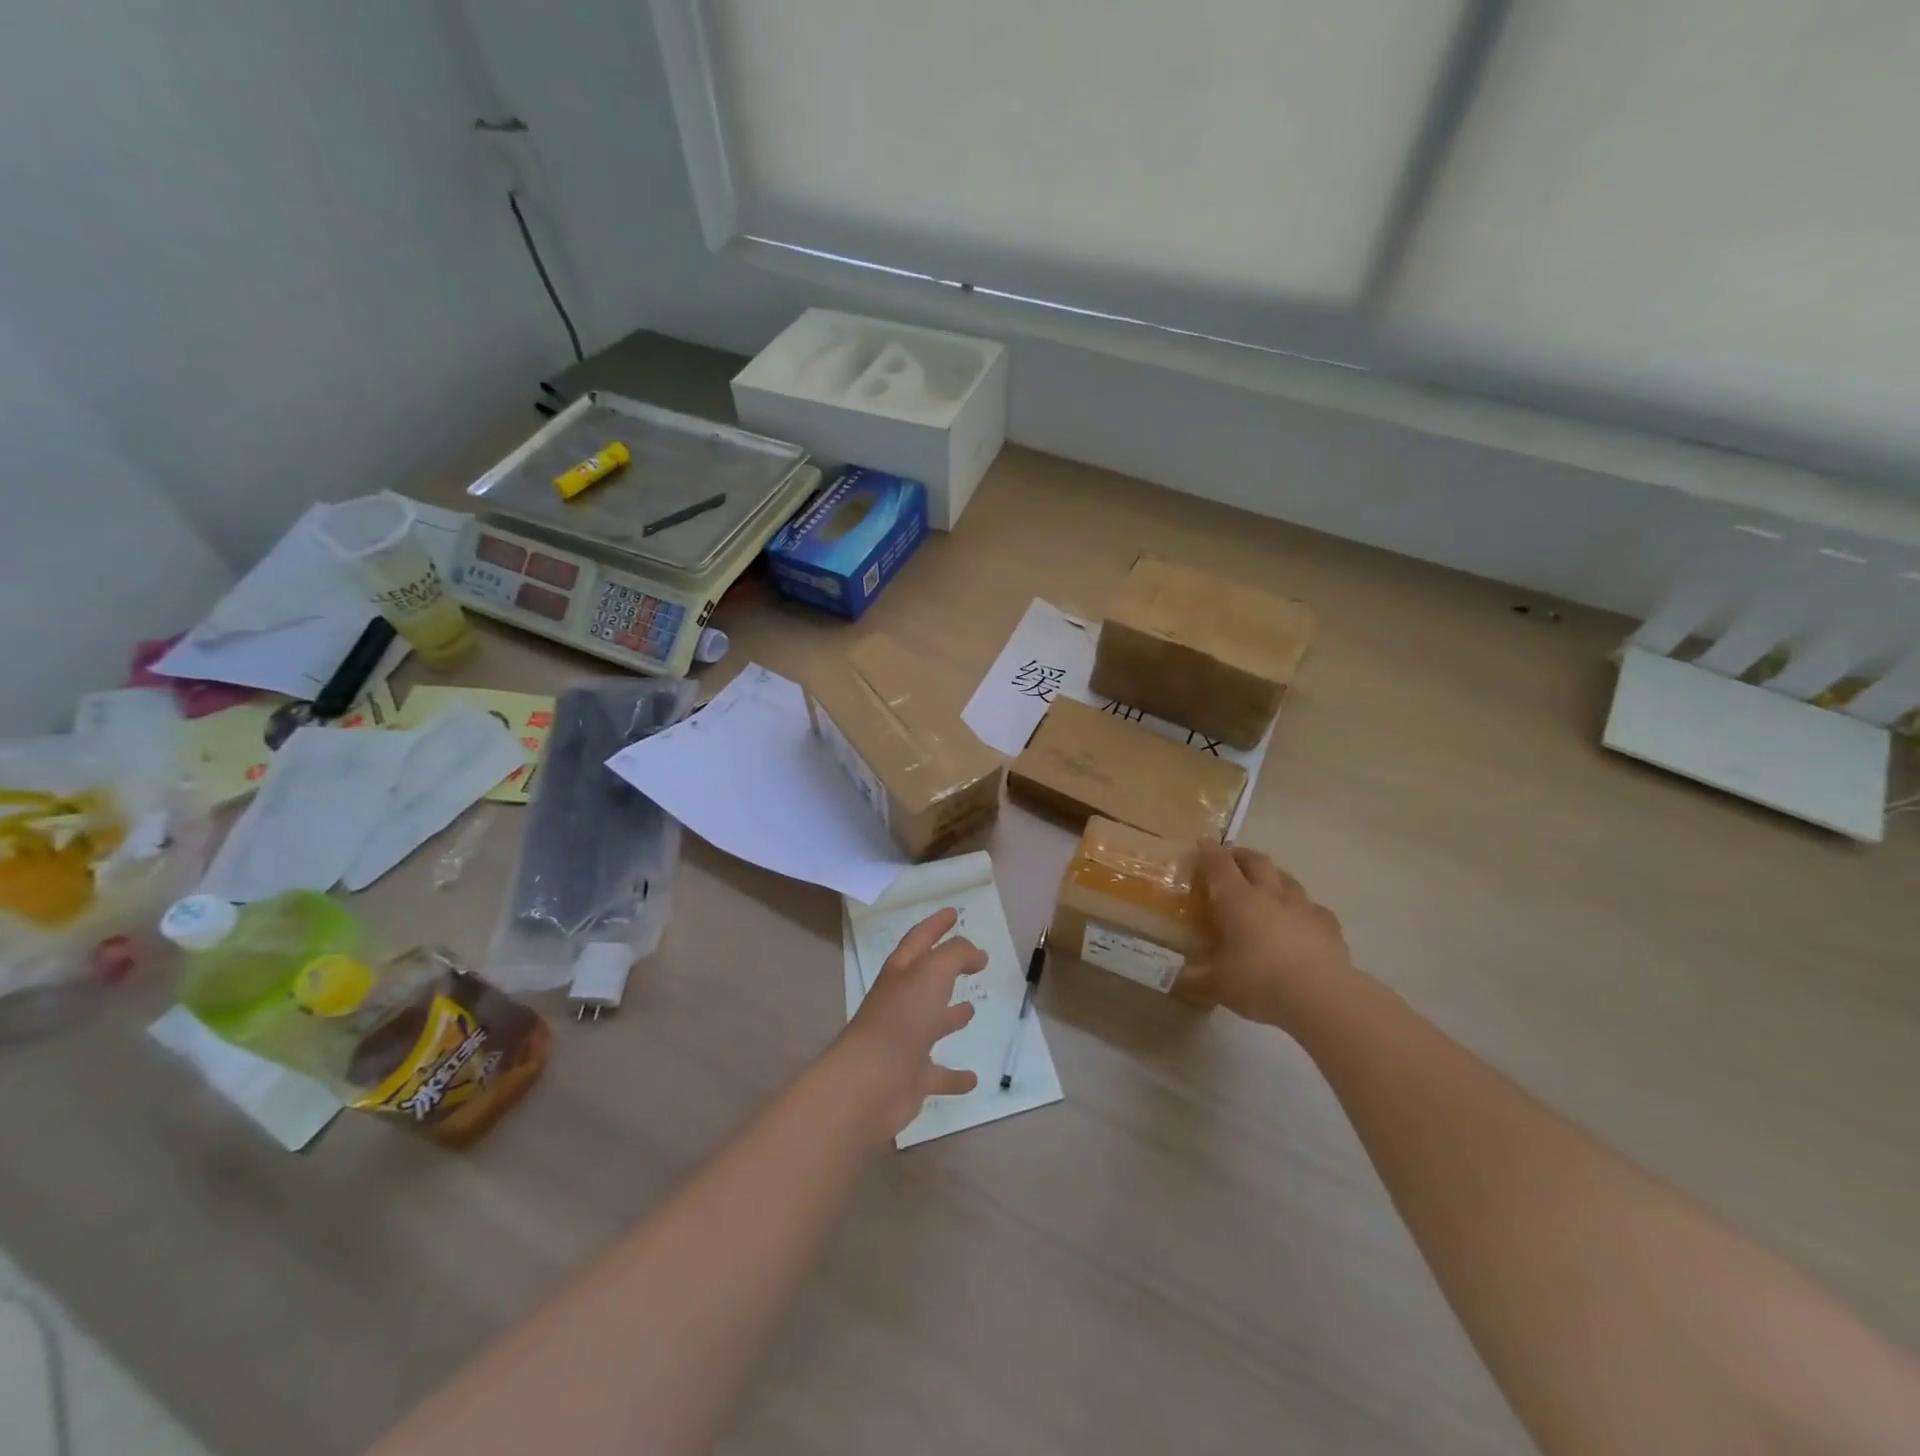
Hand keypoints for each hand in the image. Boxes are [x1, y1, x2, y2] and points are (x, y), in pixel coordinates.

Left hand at [830, 908, 982, 1141]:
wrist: (869, 1084)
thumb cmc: (901, 1019)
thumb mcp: (932, 972)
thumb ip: (956, 955)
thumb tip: (976, 953)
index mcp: (901, 973)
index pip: (920, 939)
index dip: (936, 924)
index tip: (954, 912)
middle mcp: (901, 1003)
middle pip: (926, 979)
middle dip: (947, 967)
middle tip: (974, 961)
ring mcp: (905, 1041)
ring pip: (931, 1023)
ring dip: (950, 1016)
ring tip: (971, 1009)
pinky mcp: (912, 1078)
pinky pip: (938, 1074)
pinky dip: (954, 1076)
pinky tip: (972, 1078)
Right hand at [1194, 844, 1357, 1029]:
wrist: (1321, 996)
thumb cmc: (1259, 982)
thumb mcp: (1218, 985)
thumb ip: (1195, 979)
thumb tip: (1178, 980)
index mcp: (1236, 900)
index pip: (1219, 864)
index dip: (1208, 851)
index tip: (1202, 843)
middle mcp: (1269, 894)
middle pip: (1255, 860)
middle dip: (1241, 855)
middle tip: (1230, 860)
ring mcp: (1302, 906)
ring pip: (1286, 878)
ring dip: (1272, 876)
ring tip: (1265, 886)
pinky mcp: (1328, 924)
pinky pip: (1312, 906)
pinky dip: (1301, 907)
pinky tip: (1299, 920)